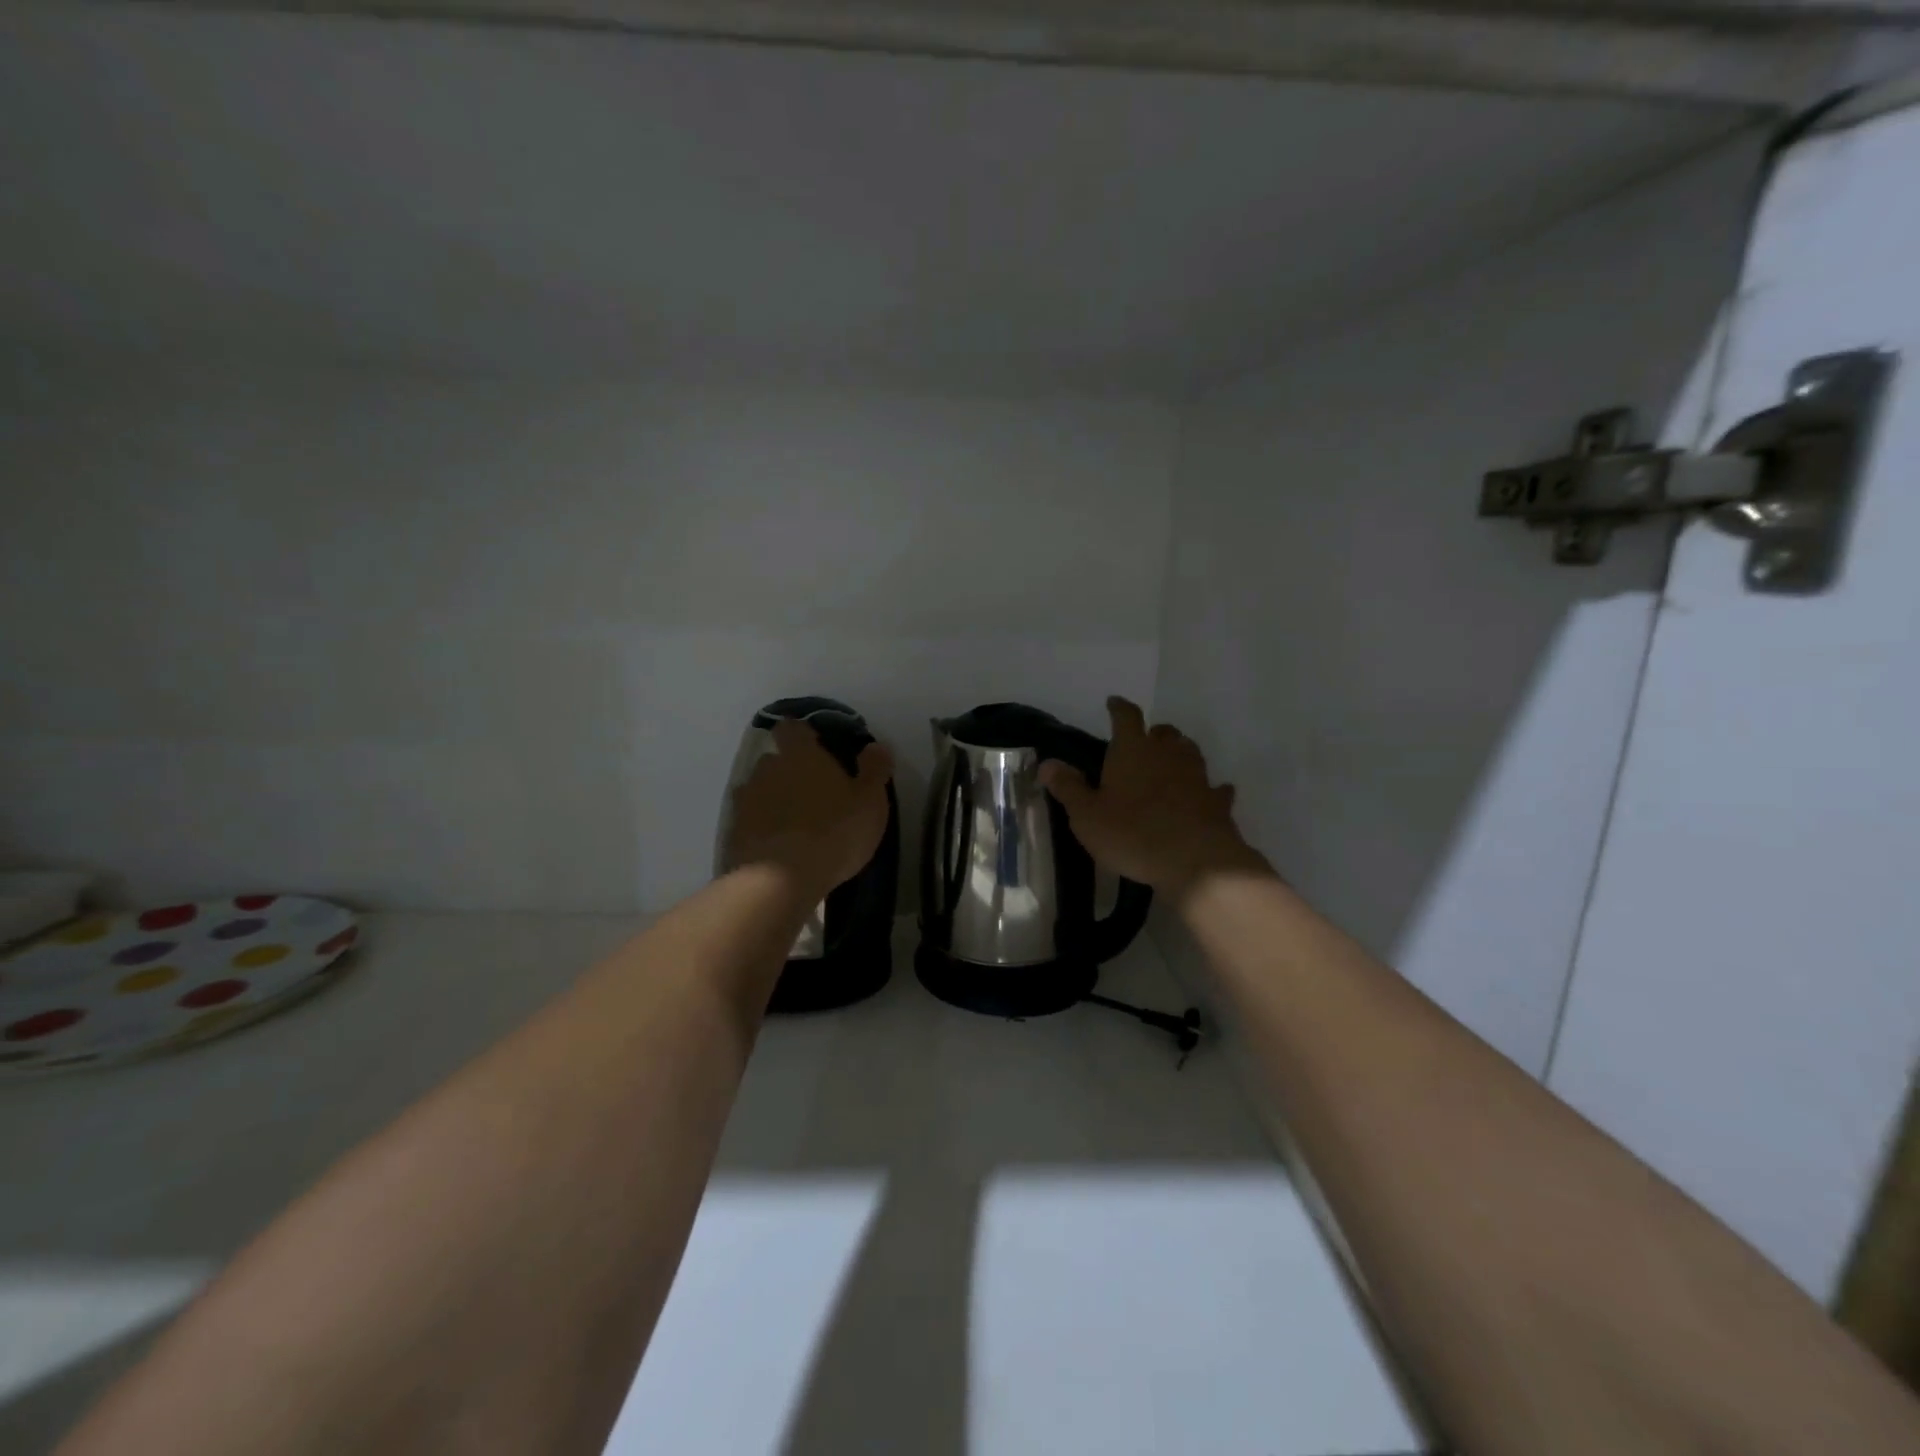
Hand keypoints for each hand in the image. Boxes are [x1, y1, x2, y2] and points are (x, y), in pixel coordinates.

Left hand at [727, 719, 893, 899]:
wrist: (781, 880)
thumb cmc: (834, 832)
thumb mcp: (870, 802)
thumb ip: (874, 770)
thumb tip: (876, 746)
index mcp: (801, 755)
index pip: (793, 728)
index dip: (802, 736)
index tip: (815, 748)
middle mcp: (767, 769)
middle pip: (775, 760)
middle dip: (789, 771)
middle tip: (812, 792)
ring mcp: (746, 800)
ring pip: (759, 790)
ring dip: (773, 800)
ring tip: (793, 823)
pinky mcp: (733, 831)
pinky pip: (749, 821)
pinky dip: (760, 827)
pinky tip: (776, 846)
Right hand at [1039, 697, 1267, 903]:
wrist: (1196, 861)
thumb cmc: (1132, 834)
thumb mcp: (1087, 815)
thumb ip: (1068, 787)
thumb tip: (1047, 763)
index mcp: (1132, 750)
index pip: (1126, 716)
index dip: (1119, 707)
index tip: (1113, 702)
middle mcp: (1168, 754)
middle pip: (1163, 732)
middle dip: (1152, 734)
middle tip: (1142, 744)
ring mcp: (1197, 776)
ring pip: (1189, 753)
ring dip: (1179, 755)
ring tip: (1168, 766)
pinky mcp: (1217, 802)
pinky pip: (1214, 788)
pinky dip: (1208, 789)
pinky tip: (1206, 796)